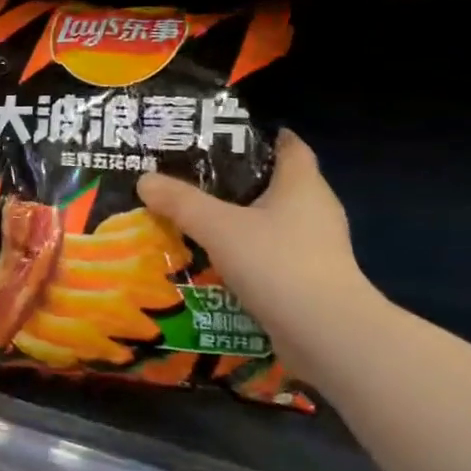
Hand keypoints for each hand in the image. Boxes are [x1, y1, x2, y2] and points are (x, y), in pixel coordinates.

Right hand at [137, 131, 373, 381]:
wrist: (326, 334)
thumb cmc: (277, 263)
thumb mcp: (218, 227)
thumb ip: (181, 202)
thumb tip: (144, 179)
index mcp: (302, 184)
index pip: (288, 145)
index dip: (259, 136)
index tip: (222, 135)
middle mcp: (315, 209)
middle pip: (276, 183)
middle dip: (237, 180)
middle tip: (193, 177)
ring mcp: (316, 247)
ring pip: (271, 222)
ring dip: (239, 220)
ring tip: (195, 218)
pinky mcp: (310, 279)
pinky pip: (271, 254)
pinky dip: (246, 252)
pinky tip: (214, 259)